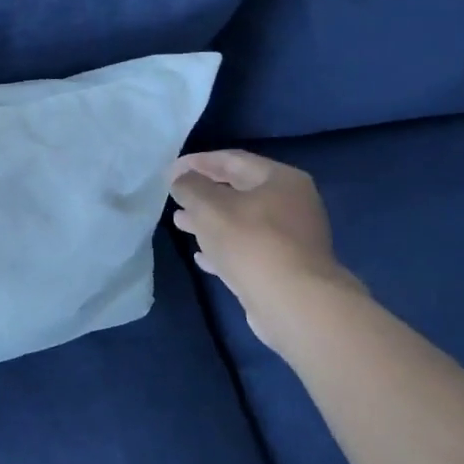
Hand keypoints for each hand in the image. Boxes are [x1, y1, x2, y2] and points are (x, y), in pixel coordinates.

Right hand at [169, 151, 360, 348]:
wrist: (293, 302)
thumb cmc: (251, 242)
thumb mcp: (209, 206)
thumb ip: (190, 187)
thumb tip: (182, 180)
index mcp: (281, 180)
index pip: (233, 160)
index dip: (198, 162)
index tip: (170, 170)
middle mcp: (292, 204)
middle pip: (239, 191)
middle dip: (204, 193)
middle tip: (175, 196)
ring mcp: (291, 238)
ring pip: (242, 222)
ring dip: (210, 222)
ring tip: (180, 223)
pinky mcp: (284, 267)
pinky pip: (248, 249)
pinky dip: (224, 249)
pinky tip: (201, 256)